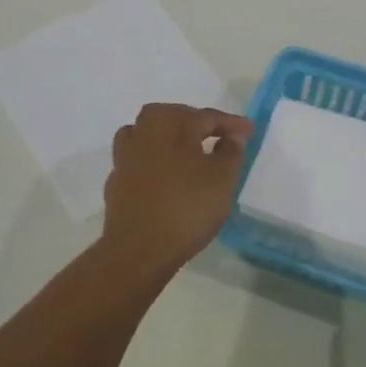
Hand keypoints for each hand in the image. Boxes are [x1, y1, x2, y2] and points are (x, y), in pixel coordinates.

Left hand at [101, 103, 253, 274]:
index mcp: (171, 124)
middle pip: (173, 117)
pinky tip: (166, 175)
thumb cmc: (187, 208)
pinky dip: (154, 160)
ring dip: (169, 136)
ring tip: (187, 150)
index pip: (206, 116)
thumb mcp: (222, 179)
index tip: (249, 130)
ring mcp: (125, 157)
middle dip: (196, 122)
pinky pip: (139, 159)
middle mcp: (144, 132)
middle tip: (218, 135)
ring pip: (148, 133)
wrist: (138, 249)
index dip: (230, 123)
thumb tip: (232, 135)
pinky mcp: (116, 181)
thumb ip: (230, 152)